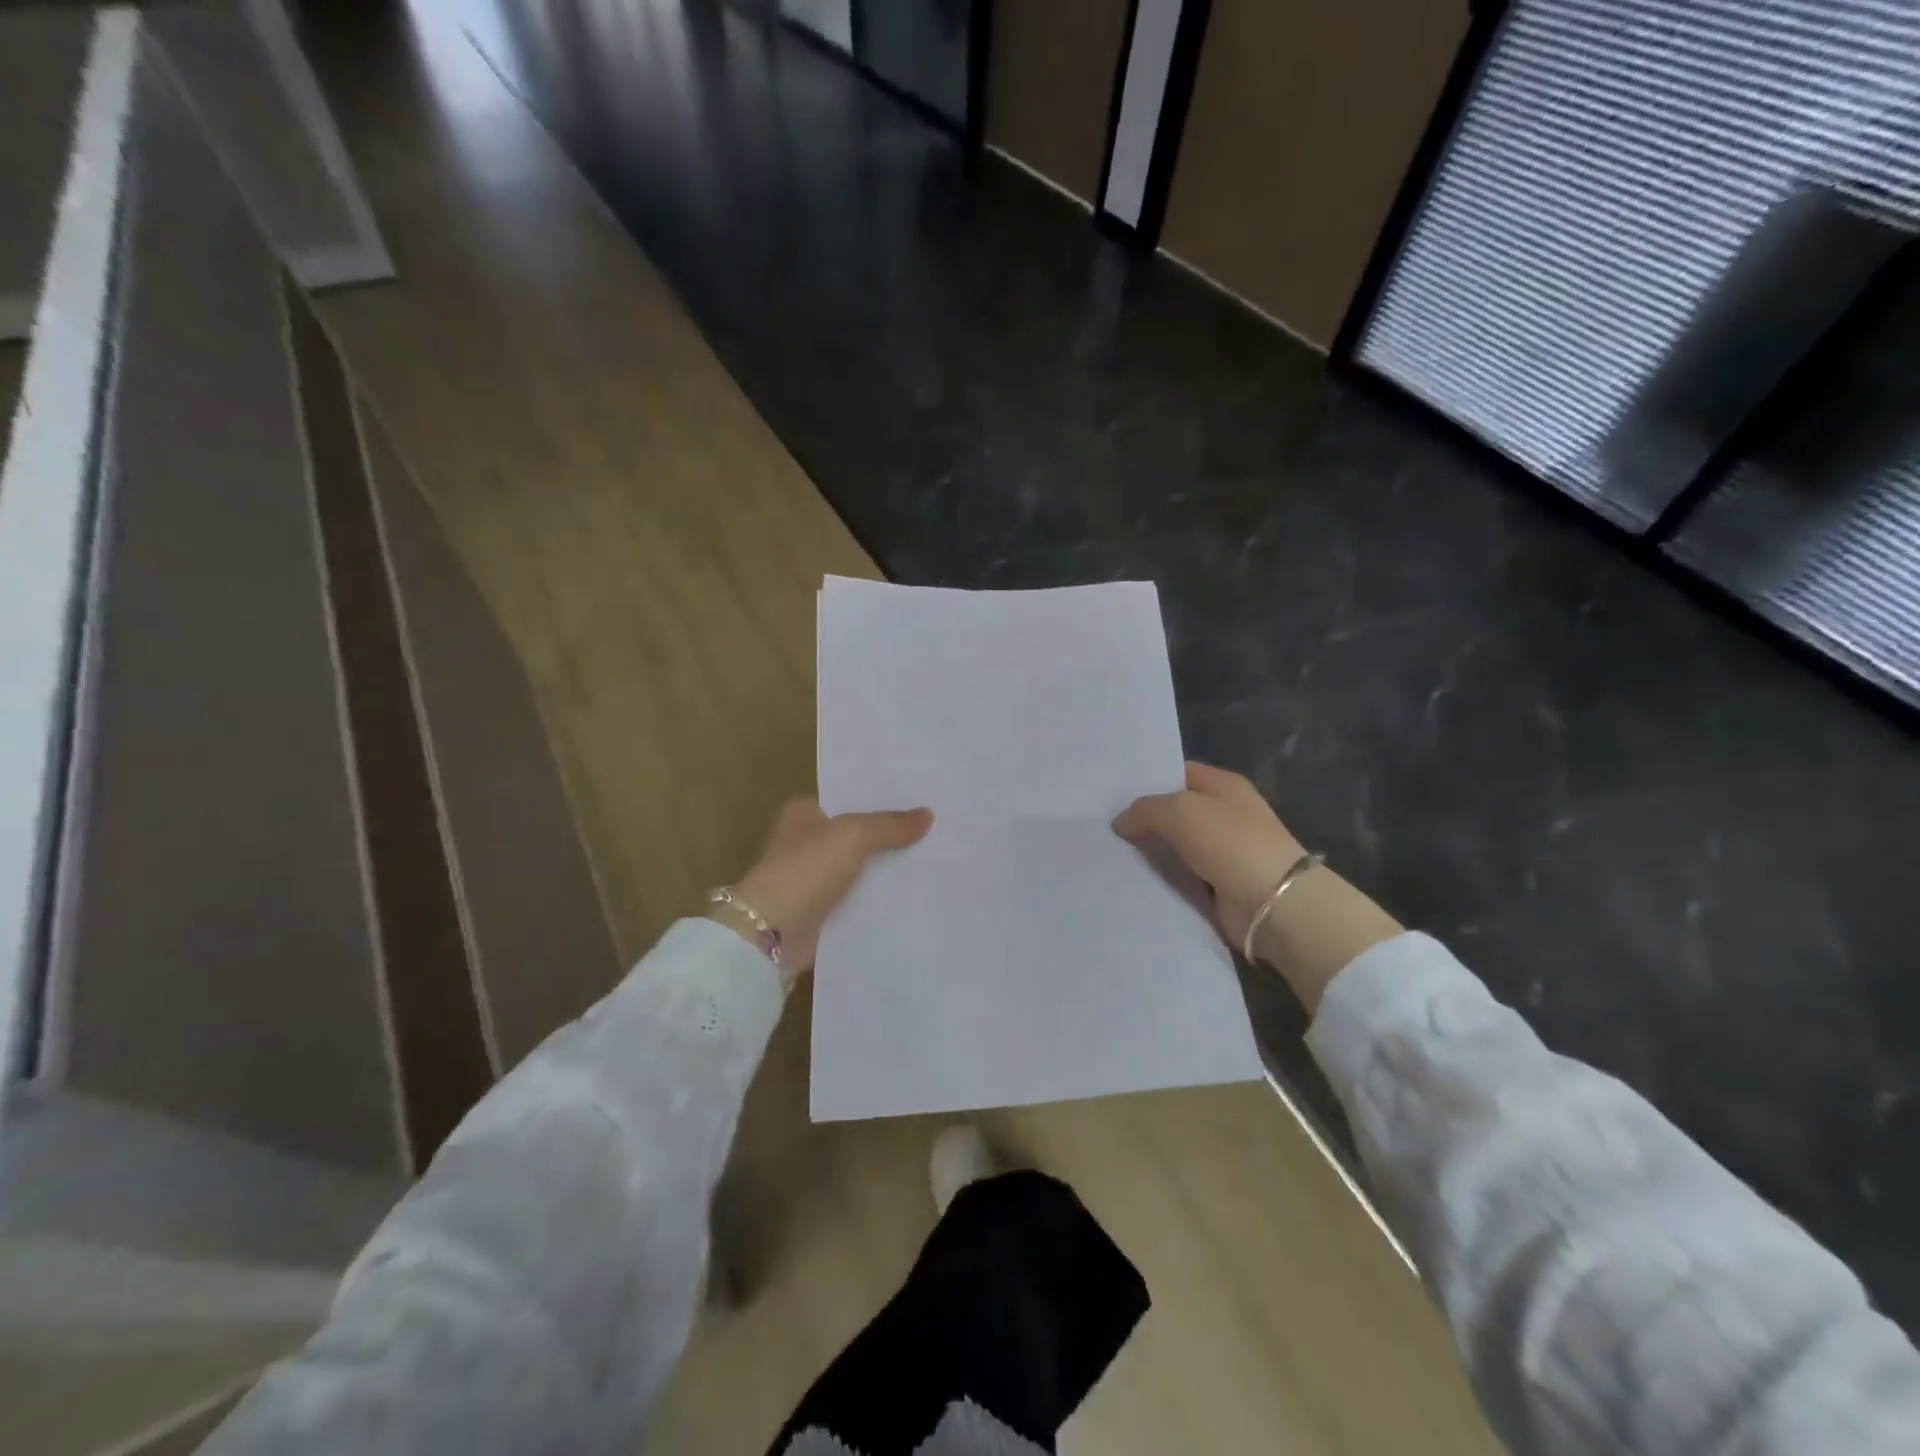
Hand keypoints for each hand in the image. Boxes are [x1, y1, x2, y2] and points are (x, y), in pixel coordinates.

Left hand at [715, 799, 933, 976]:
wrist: (772, 932)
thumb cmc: (806, 870)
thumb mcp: (852, 836)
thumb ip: (890, 825)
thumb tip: (928, 814)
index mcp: (803, 812)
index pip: (848, 798)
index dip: (881, 799)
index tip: (919, 799)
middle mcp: (805, 841)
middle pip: (857, 833)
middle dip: (889, 834)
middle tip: (935, 830)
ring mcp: (812, 877)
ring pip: (860, 867)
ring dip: (886, 868)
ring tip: (933, 861)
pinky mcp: (820, 910)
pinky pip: (857, 898)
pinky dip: (878, 898)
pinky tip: (912, 895)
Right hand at [1112, 761, 1305, 952]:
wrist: (1273, 903)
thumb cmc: (1230, 842)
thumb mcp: (1181, 810)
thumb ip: (1145, 809)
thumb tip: (1121, 822)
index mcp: (1223, 785)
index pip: (1177, 773)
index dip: (1147, 779)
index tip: (1111, 791)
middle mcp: (1224, 814)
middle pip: (1173, 811)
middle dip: (1142, 818)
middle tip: (1100, 823)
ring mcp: (1222, 851)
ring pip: (1173, 846)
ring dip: (1148, 851)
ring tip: (1106, 852)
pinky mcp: (1216, 885)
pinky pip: (1180, 876)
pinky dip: (1160, 878)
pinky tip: (1129, 878)